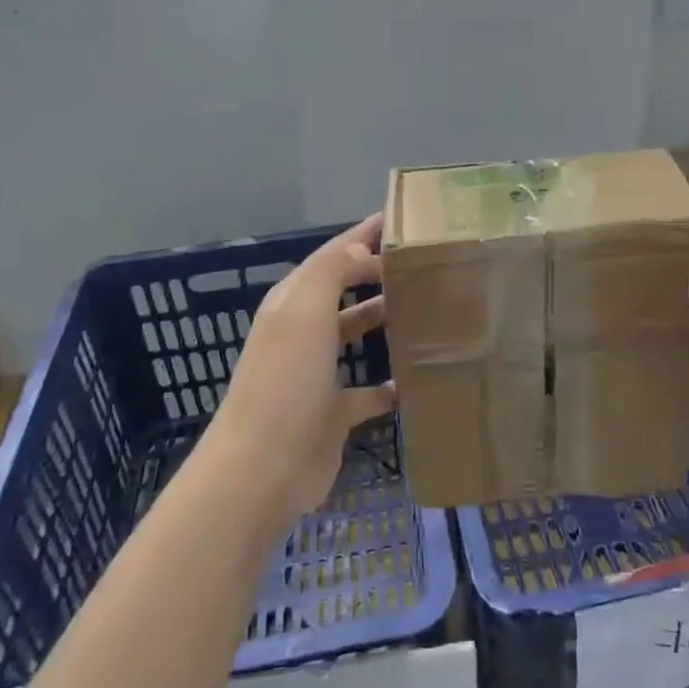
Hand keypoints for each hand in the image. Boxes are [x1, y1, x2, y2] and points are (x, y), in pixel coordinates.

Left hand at [210, 213, 396, 522]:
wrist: (263, 468)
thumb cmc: (286, 380)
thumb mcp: (305, 312)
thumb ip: (333, 271)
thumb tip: (362, 250)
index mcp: (293, 303)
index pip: (332, 256)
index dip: (361, 235)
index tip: (398, 219)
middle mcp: (304, 332)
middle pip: (344, 291)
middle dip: (376, 273)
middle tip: (422, 262)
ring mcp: (317, 374)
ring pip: (355, 334)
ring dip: (383, 320)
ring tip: (425, 308)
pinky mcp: (334, 413)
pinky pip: (369, 390)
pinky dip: (390, 383)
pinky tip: (417, 377)